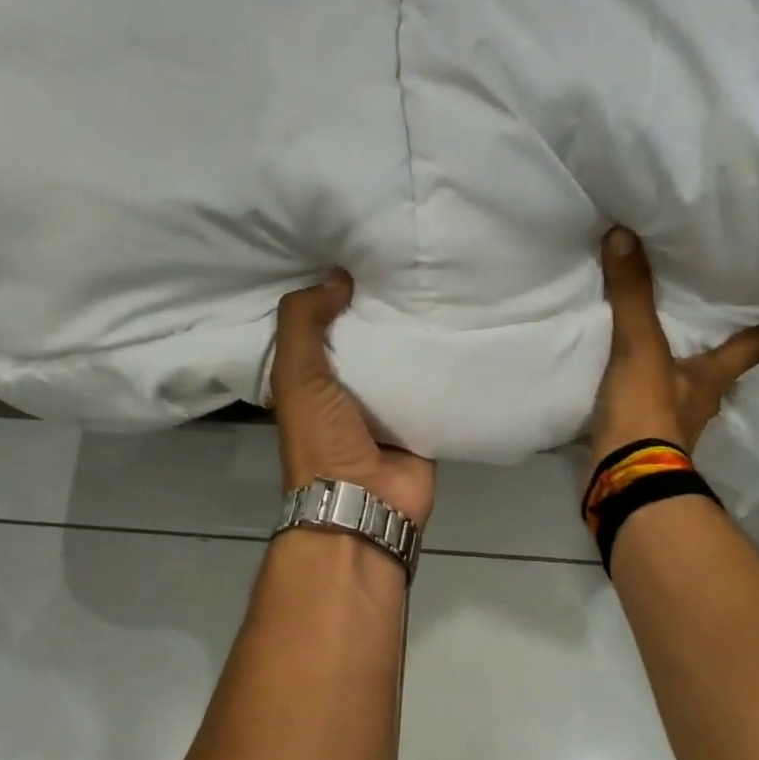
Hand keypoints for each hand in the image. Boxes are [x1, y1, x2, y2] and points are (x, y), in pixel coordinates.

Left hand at [270, 270, 435, 527]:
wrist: (365, 503)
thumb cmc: (322, 438)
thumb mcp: (297, 375)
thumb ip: (303, 322)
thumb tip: (337, 276)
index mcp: (312, 381)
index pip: (323, 328)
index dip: (335, 296)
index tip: (358, 256)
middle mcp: (348, 392)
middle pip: (368, 342)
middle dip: (383, 311)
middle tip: (407, 263)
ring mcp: (387, 409)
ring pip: (403, 361)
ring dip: (416, 334)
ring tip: (438, 284)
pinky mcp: (422, 423)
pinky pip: (434, 386)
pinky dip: (444, 364)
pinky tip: (461, 328)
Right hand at [590, 228, 758, 466]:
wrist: (622, 478)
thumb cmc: (648, 413)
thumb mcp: (640, 347)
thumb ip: (632, 295)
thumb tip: (625, 235)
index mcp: (711, 376)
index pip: (754, 346)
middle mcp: (699, 399)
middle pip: (720, 366)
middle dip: (724, 346)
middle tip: (726, 317)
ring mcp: (671, 424)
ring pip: (683, 385)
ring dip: (679, 368)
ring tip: (668, 342)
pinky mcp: (641, 437)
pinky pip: (646, 402)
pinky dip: (642, 387)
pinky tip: (626, 377)